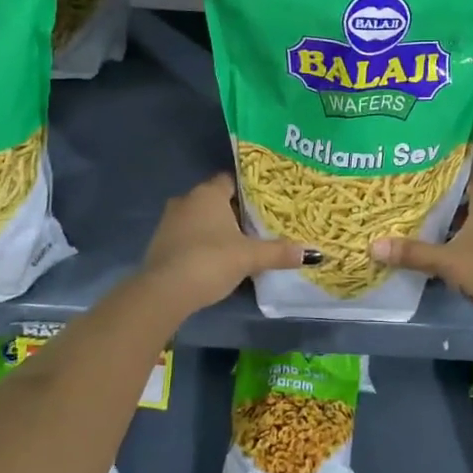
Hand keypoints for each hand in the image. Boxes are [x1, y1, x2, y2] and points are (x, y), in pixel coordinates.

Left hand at [134, 173, 302, 317]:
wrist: (164, 292)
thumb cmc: (210, 261)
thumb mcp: (249, 257)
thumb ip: (279, 252)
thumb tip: (312, 253)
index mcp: (208, 193)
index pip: (230, 180)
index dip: (248, 190)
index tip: (265, 202)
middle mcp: (186, 200)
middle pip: (215, 200)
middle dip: (234, 212)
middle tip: (257, 226)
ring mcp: (169, 222)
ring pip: (200, 219)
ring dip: (215, 230)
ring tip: (239, 244)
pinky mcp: (159, 244)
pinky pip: (187, 237)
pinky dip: (200, 244)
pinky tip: (214, 260)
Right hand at [372, 173, 472, 343]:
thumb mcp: (448, 260)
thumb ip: (413, 252)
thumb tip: (373, 246)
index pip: (467, 172)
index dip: (446, 165)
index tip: (421, 161)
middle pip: (463, 197)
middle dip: (438, 196)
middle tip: (407, 191)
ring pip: (467, 222)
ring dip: (445, 222)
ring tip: (412, 218)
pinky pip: (470, 243)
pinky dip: (453, 243)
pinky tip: (431, 248)